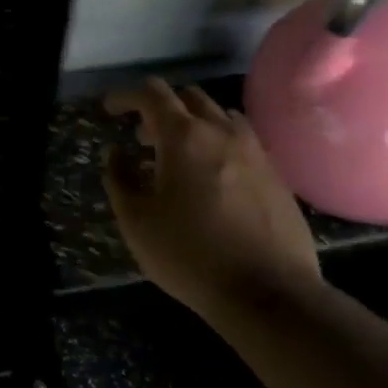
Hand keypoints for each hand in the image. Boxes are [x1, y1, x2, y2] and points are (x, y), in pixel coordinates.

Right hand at [102, 79, 319, 316]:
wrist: (269, 293)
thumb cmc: (191, 254)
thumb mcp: (137, 221)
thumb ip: (120, 179)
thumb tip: (116, 153)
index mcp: (184, 136)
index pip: (152, 94)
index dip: (126, 96)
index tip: (110, 110)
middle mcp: (222, 132)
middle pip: (189, 97)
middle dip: (160, 109)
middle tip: (143, 138)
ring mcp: (256, 152)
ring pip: (220, 116)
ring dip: (194, 124)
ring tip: (179, 156)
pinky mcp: (277, 176)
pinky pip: (243, 142)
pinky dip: (219, 145)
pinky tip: (213, 179)